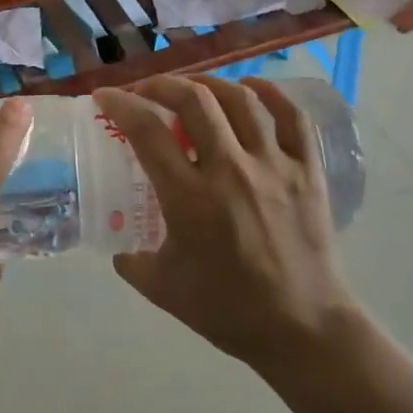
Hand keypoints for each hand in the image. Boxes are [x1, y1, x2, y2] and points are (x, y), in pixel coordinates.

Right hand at [93, 76, 353, 378]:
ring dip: (209, 83)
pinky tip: (250, 87)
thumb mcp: (164, 290)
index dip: (120, 104)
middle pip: (193, 100)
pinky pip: (292, 117)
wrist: (303, 330)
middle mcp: (230, 170)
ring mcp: (274, 166)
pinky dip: (270, 93)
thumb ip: (134, 263)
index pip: (147, 131)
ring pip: (240, 100)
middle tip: (146, 90)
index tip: (105, 96)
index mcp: (189, 198)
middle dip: (162, 84)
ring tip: (191, 88)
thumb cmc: (229, 310)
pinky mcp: (307, 171)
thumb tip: (121, 249)